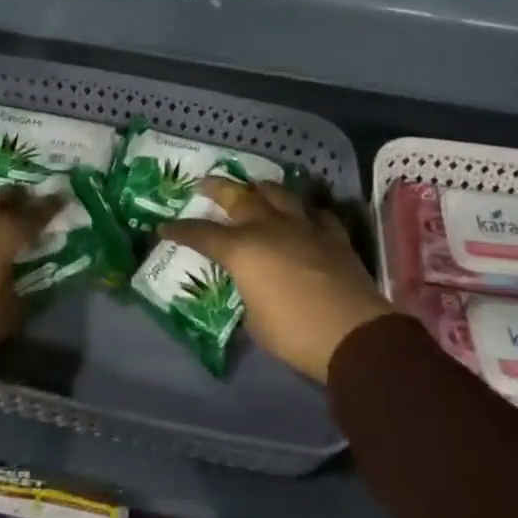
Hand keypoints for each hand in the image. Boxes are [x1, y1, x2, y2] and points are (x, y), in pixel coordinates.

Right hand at [160, 178, 390, 381]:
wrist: (353, 333)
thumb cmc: (294, 333)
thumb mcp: (255, 321)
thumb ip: (247, 294)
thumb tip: (251, 288)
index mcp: (242, 249)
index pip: (202, 233)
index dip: (180, 230)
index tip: (164, 227)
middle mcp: (268, 227)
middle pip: (237, 196)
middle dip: (216, 187)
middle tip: (204, 184)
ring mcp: (303, 226)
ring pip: (277, 193)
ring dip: (261, 189)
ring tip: (254, 189)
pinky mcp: (333, 235)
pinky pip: (316, 213)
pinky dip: (306, 212)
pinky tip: (304, 216)